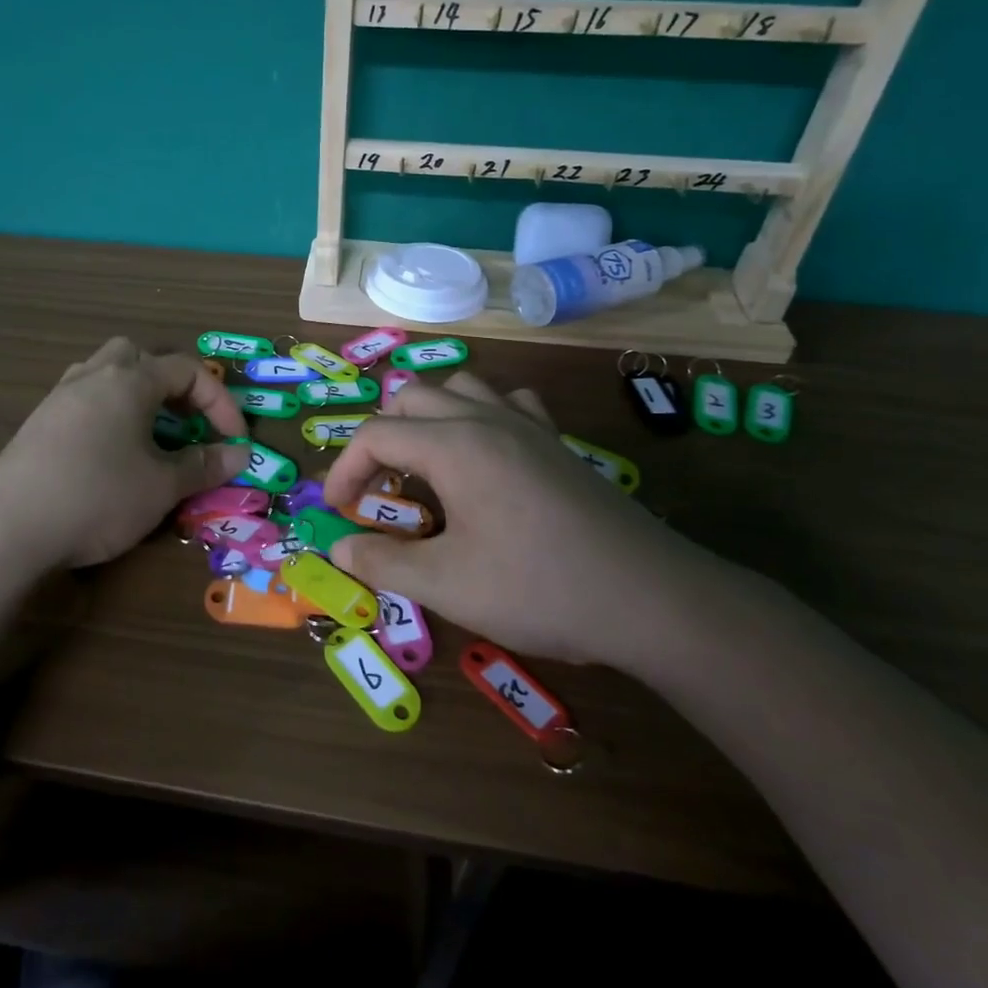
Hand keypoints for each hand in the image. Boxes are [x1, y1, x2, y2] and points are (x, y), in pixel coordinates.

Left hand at [0, 338, 250, 569]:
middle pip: (139, 356)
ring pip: (105, 373)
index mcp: (129, 381)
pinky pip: (82, 399)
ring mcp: (59, 397)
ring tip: (148, 432)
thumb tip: (240, 455)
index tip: (235, 440)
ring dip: (135, 393)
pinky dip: (106, 412)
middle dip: (171, 383)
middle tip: (185, 420)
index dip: (219, 402)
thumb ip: (203, 466)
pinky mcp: (37, 423)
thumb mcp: (161, 486)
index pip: (187, 371)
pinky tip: (108, 450)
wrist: (7, 527)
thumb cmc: (98, 496)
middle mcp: (93, 376)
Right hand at [324, 373, 712, 667]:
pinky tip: (487, 455)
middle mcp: (486, 419)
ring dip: (428, 418)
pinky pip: (510, 403)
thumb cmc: (538, 588)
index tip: (339, 514)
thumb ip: (383, 563)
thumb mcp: (447, 585)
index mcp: (453, 444)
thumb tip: (338, 547)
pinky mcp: (557, 443)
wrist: (649, 599)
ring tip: (427, 467)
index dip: (344, 472)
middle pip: (410, 398)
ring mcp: (528, 425)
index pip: (375, 435)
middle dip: (381, 438)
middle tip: (380, 492)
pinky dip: (483, 415)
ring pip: (460, 388)